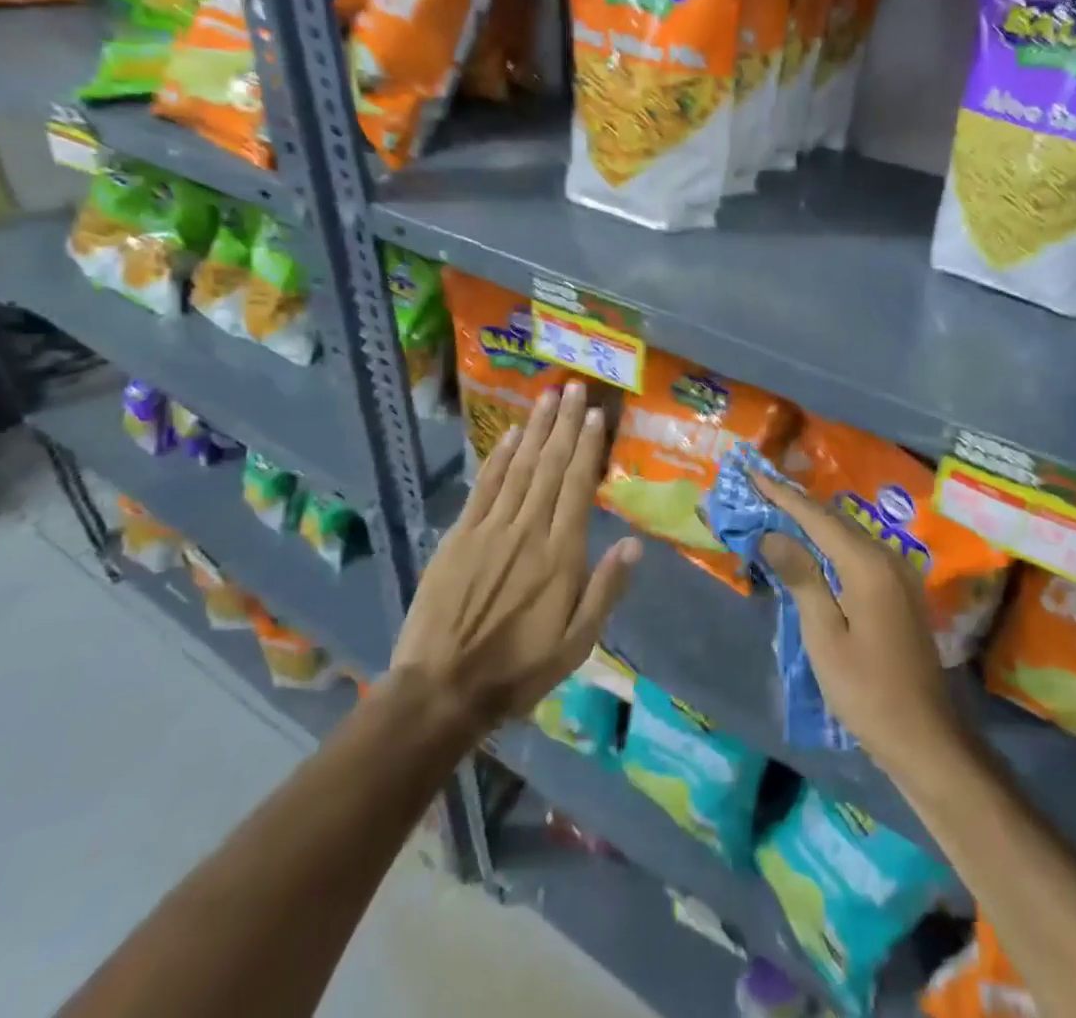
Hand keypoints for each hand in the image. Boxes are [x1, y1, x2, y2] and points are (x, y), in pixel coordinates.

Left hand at [388, 381, 641, 733]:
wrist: (442, 688)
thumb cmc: (518, 669)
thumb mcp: (576, 643)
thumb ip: (605, 589)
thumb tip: (634, 543)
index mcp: (560, 554)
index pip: (578, 487)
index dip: (588, 447)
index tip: (596, 415)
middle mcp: (527, 530)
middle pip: (550, 466)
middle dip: (564, 424)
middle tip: (574, 387)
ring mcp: (489, 529)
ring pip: (519, 467)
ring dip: (535, 429)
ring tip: (548, 397)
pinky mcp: (459, 536)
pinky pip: (483, 487)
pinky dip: (497, 457)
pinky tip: (509, 435)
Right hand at [754, 476, 965, 781]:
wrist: (925, 738)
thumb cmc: (867, 691)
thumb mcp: (824, 636)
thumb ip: (801, 577)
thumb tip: (773, 533)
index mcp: (868, 564)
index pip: (816, 517)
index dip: (782, 495)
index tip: (753, 472)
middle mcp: (888, 557)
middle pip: (834, 519)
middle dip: (795, 504)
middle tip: (759, 490)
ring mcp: (899, 574)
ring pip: (848, 534)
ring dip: (812, 523)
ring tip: (777, 512)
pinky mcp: (900, 591)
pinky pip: (859, 552)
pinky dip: (830, 544)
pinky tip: (811, 549)